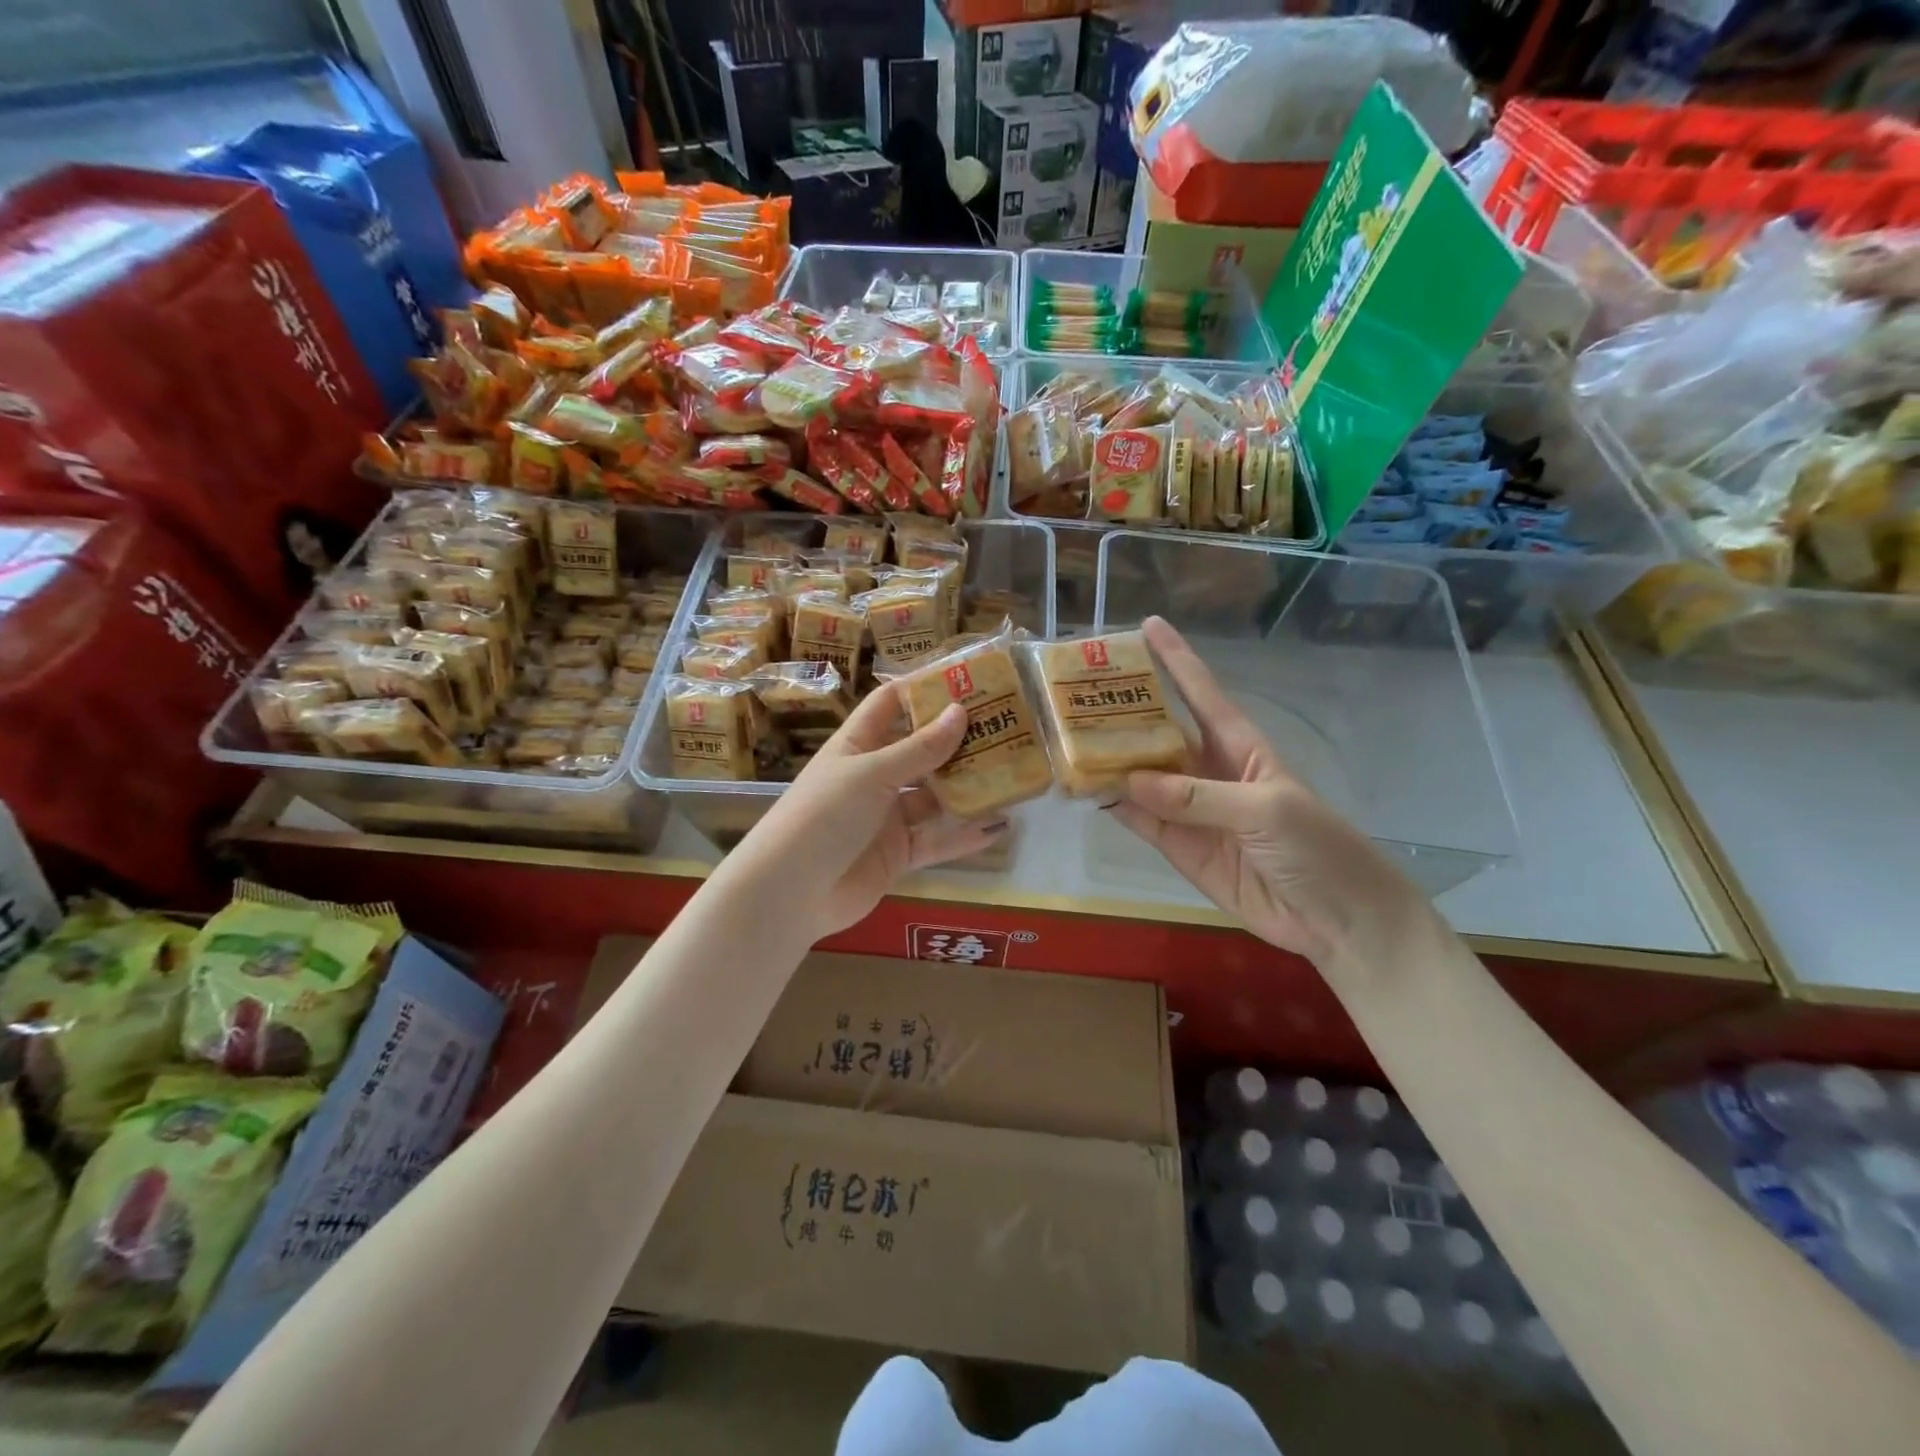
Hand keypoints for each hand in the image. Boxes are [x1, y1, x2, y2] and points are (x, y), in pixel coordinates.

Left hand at [734, 682, 1008, 940]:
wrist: (791, 892)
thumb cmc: (824, 815)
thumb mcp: (871, 774)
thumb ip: (919, 748)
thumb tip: (960, 711)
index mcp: (857, 745)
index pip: (891, 704)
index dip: (923, 689)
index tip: (966, 678)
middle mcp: (874, 776)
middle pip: (921, 750)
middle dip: (959, 740)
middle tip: (1006, 727)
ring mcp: (887, 817)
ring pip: (935, 796)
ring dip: (968, 788)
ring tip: (1013, 773)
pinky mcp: (898, 854)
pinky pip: (938, 840)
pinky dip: (966, 835)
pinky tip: (1000, 826)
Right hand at [1108, 617, 1426, 973]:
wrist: (1335, 918)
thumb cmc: (1316, 847)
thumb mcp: (1266, 810)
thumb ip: (1198, 796)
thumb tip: (1130, 780)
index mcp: (1239, 745)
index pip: (1201, 691)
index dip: (1175, 658)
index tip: (1146, 625)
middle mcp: (1207, 768)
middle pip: (1159, 730)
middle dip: (1124, 709)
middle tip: (1076, 689)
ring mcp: (1189, 808)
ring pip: (1140, 775)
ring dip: (1108, 758)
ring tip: (1065, 736)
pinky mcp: (1177, 845)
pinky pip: (1139, 818)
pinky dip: (1112, 804)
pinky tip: (1083, 789)